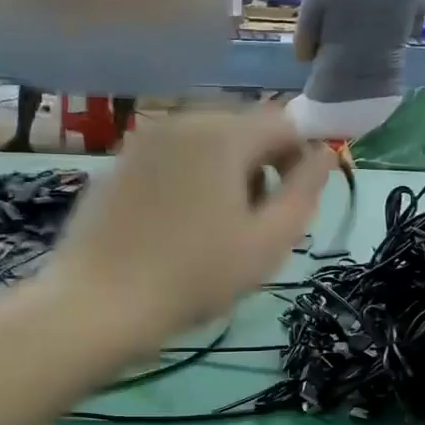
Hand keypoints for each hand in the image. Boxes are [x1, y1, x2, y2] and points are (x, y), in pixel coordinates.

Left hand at [54, 112, 332, 342]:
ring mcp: (143, 141)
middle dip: (258, 168)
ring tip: (210, 230)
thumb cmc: (194, 277)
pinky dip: (185, 182)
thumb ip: (305, 191)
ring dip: (222, 176)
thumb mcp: (267, 243)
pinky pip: (169, 161)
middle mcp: (182, 121)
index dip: (299, 160)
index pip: (284, 122)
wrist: (100, 303)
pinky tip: (171, 229)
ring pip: (204, 145)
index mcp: (224, 133)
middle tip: (249, 226)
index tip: (289, 206)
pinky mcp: (117, 164)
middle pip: (242, 129)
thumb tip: (325, 153)